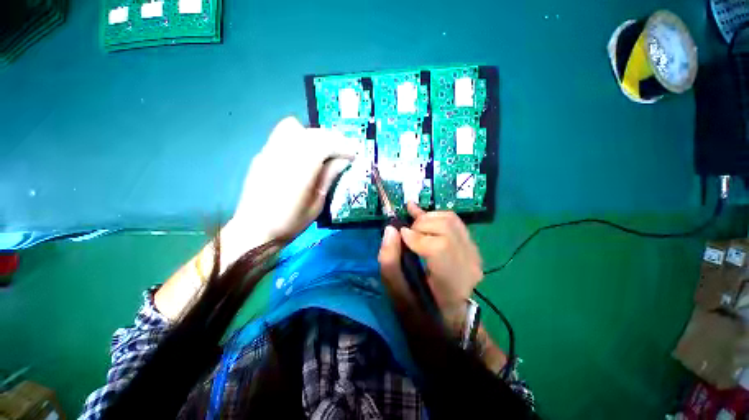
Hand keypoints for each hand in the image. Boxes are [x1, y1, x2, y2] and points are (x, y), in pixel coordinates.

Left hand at [227, 117, 356, 247]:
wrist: (255, 229)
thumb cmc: (290, 222)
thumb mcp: (317, 204)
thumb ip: (328, 177)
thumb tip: (343, 160)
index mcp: (299, 170)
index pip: (324, 144)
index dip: (342, 146)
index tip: (353, 155)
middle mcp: (282, 155)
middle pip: (311, 133)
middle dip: (331, 139)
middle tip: (341, 152)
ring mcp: (269, 152)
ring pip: (293, 127)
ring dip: (313, 135)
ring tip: (323, 150)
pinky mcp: (262, 155)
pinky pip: (282, 136)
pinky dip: (299, 139)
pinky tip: (303, 155)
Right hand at [379, 202, 482, 331]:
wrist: (448, 314)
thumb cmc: (421, 310)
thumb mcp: (398, 293)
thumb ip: (389, 262)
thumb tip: (390, 229)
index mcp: (451, 285)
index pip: (439, 247)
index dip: (416, 236)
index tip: (400, 235)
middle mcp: (468, 266)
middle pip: (446, 227)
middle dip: (420, 224)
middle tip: (406, 234)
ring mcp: (474, 254)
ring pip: (450, 219)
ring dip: (426, 218)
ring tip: (413, 227)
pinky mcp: (472, 246)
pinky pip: (453, 221)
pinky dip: (434, 215)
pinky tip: (419, 213)